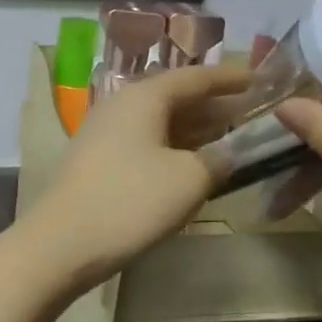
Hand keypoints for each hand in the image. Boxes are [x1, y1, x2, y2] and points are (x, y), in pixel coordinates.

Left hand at [22, 62, 248, 289]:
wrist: (61, 243)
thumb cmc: (130, 202)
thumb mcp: (188, 180)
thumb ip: (217, 160)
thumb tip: (224, 154)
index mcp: (143, 97)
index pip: (195, 77)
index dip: (230, 78)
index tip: (260, 79)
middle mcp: (120, 105)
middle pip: (175, 96)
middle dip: (214, 105)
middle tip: (251, 113)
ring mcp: (103, 133)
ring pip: (159, 121)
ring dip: (194, 129)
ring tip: (229, 138)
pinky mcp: (96, 160)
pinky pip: (144, 142)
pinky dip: (172, 147)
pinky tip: (190, 165)